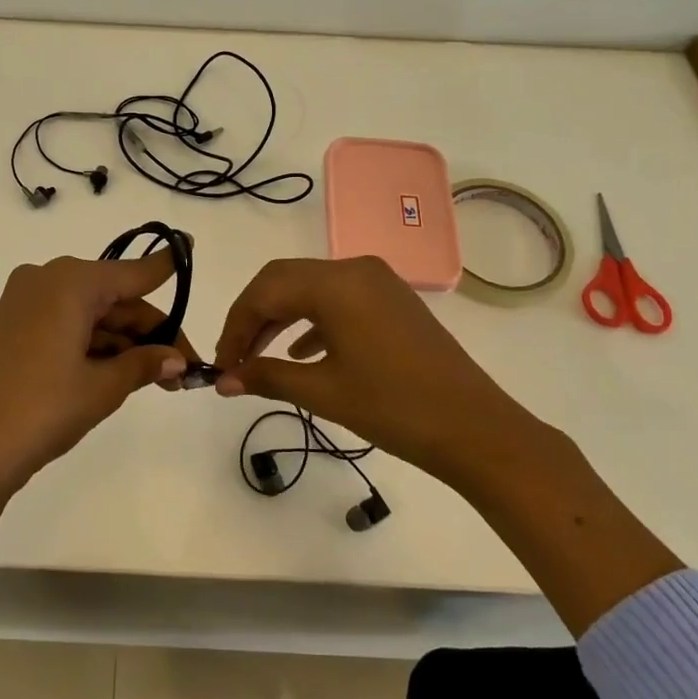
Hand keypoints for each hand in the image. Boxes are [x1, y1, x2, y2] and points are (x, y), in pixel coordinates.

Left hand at [0, 250, 195, 547]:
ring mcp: (25, 303)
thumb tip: (178, 361)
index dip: (166, 265)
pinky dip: (96, 345)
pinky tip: (122, 373)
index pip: (134, 272)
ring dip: (126, 343)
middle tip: (184, 368)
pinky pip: (67, 325)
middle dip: (151, 331)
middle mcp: (47, 280)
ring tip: (161, 381)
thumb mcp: (101, 387)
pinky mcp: (13, 327)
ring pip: (92, 314)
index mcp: (71, 282)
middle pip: (114, 298)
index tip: (191, 245)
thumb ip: (144, 364)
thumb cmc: (42, 409)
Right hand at [213, 255, 543, 490]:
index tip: (222, 365)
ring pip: (310, 288)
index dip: (236, 326)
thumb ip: (267, 377)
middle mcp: (355, 269)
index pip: (265, 291)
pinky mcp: (393, 301)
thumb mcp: (324, 393)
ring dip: (280, 317)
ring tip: (260, 357)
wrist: (475, 429)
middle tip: (235, 358)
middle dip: (253, 317)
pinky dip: (312, 320)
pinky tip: (302, 353)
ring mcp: (378, 282)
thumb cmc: (394, 408)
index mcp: (336, 283)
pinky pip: (338, 299)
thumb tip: (224, 381)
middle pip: (284, 280)